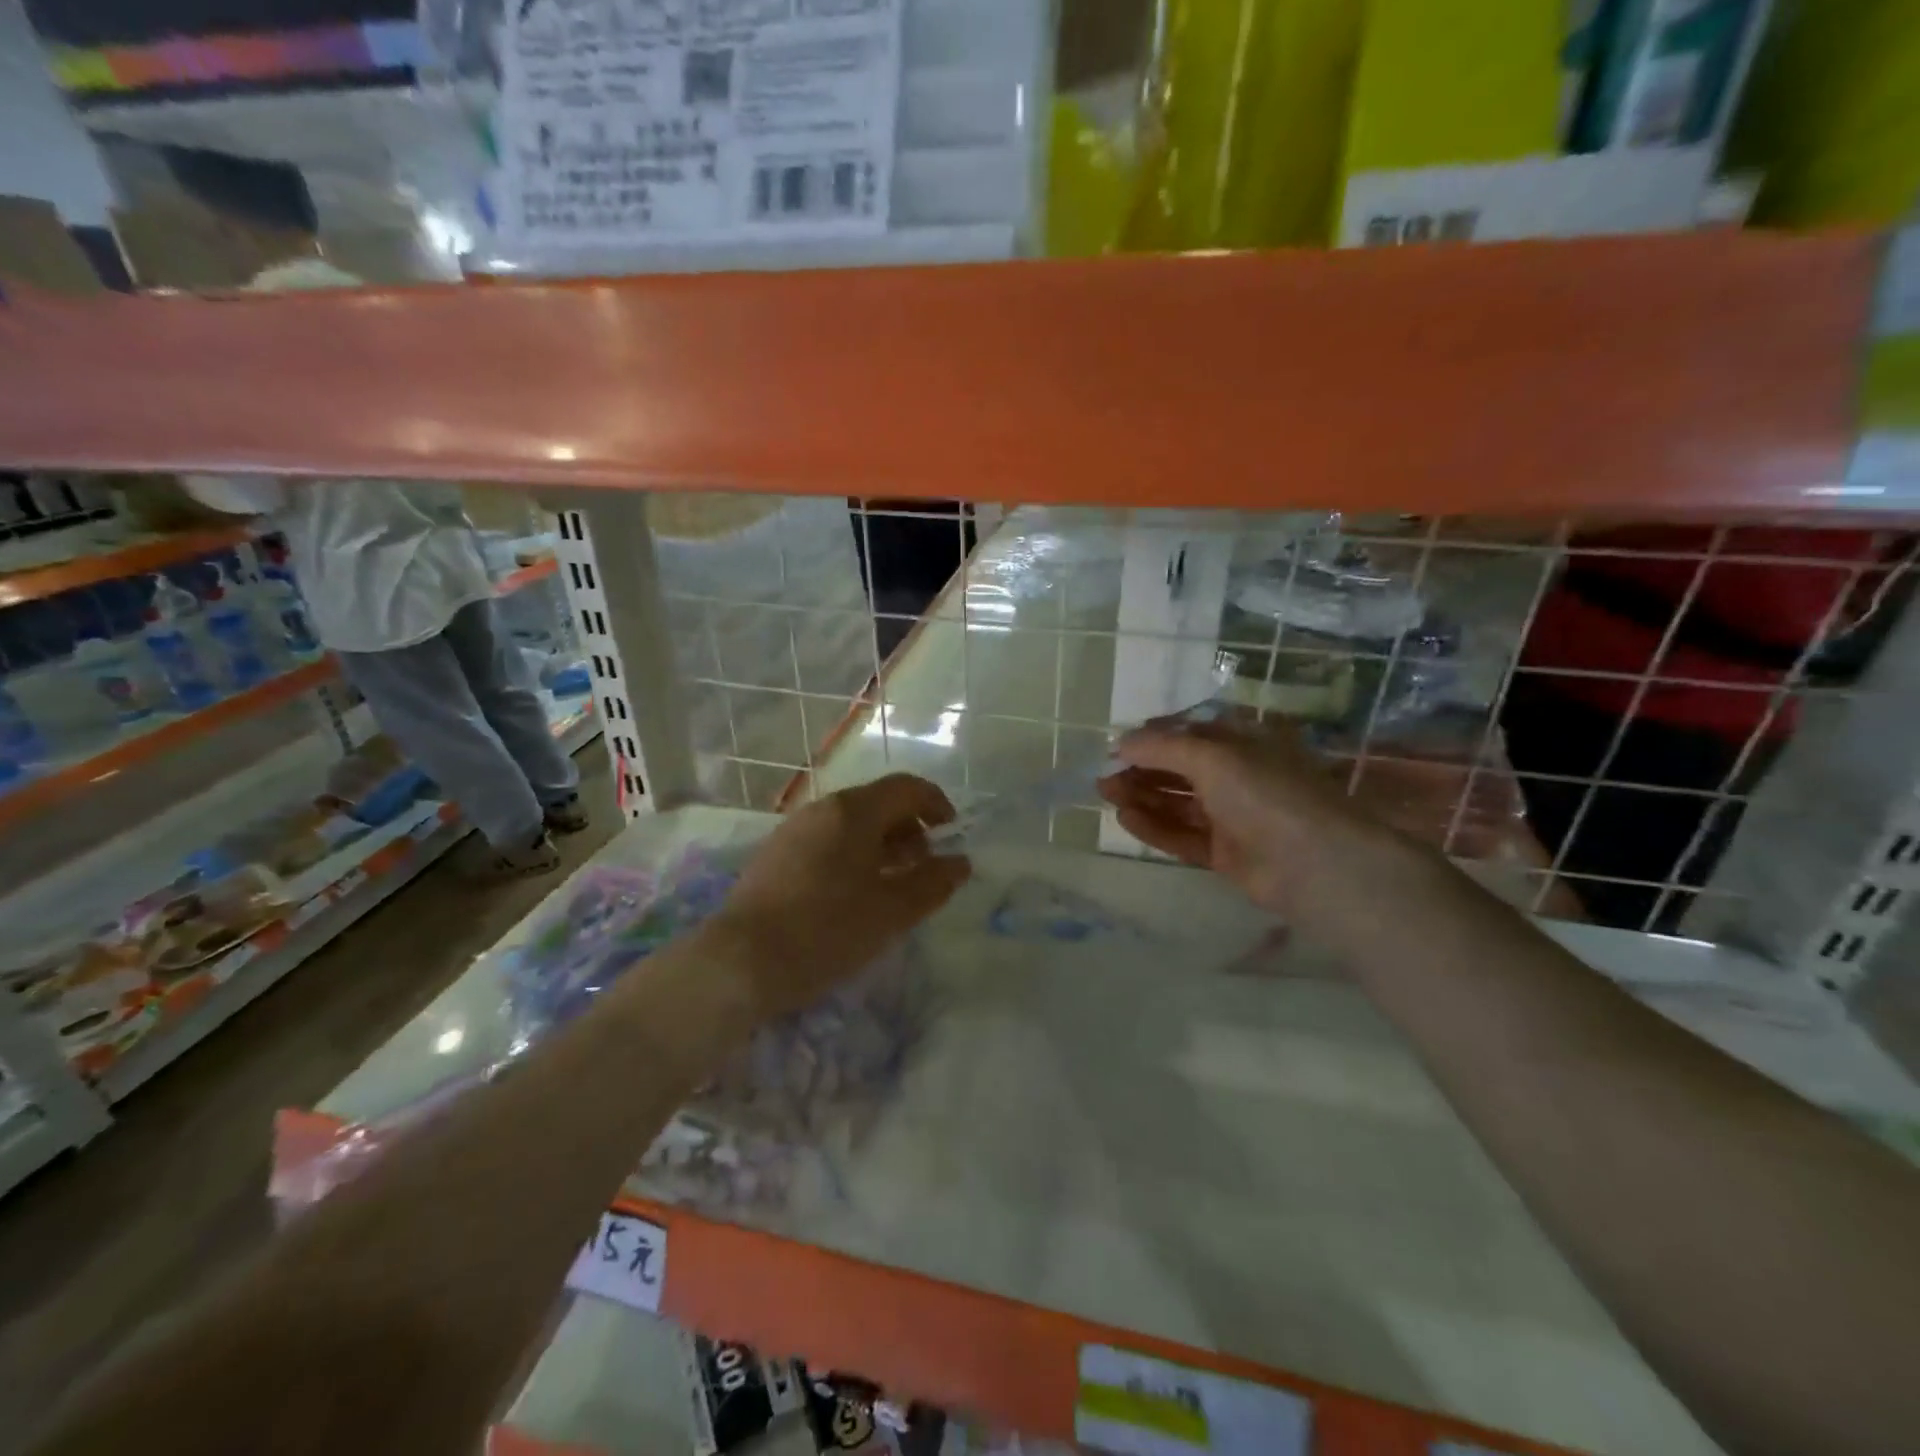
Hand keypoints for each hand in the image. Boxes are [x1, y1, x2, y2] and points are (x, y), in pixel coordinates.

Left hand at [713, 774, 970, 1021]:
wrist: (739, 963)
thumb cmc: (825, 930)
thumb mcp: (891, 912)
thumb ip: (932, 883)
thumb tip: (961, 863)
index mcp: (853, 811)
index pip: (905, 787)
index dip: (935, 803)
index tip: (952, 830)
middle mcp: (821, 810)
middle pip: (876, 803)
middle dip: (908, 827)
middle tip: (925, 864)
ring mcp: (792, 832)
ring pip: (849, 824)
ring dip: (880, 844)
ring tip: (893, 882)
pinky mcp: (774, 857)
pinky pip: (826, 842)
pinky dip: (852, 855)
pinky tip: (853, 893)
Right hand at [1097, 715, 1399, 919]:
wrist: (1314, 864)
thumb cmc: (1265, 793)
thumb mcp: (1212, 756)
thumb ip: (1162, 747)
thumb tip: (1121, 742)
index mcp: (1244, 742)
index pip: (1190, 732)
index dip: (1153, 737)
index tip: (1117, 746)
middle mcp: (1239, 776)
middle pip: (1180, 769)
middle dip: (1141, 769)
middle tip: (1103, 776)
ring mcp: (1233, 816)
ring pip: (1179, 803)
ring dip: (1143, 796)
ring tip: (1105, 794)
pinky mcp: (1226, 853)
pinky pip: (1183, 836)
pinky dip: (1155, 827)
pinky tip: (1126, 819)